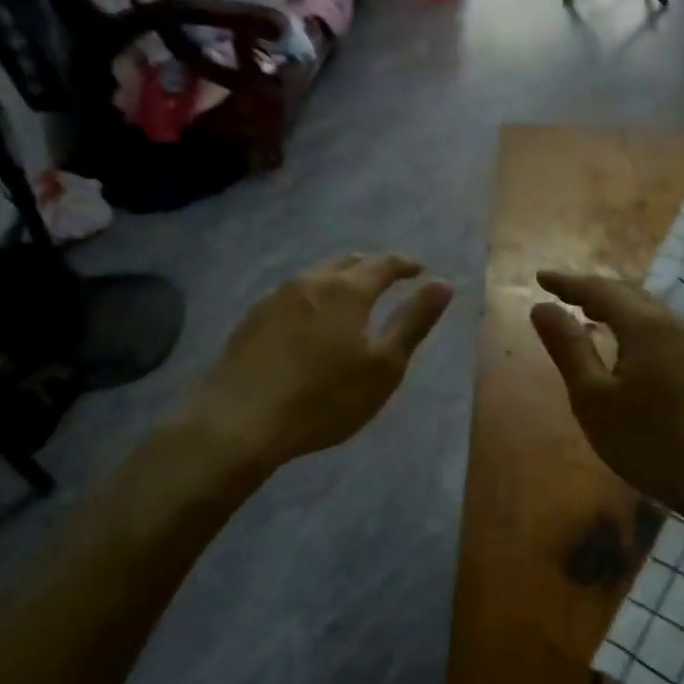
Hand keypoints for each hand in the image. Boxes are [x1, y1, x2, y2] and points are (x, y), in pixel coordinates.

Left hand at [195, 254, 452, 468]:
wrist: (241, 420)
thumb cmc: (324, 397)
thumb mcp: (383, 366)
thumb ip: (413, 321)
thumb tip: (443, 284)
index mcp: (346, 290)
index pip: (383, 264)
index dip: (405, 265)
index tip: (419, 270)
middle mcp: (309, 282)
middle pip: (346, 262)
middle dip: (371, 267)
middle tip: (387, 280)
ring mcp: (275, 298)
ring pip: (315, 276)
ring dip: (338, 280)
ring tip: (350, 299)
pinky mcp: (251, 319)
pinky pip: (291, 296)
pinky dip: (312, 298)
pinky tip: (309, 322)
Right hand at [530, 271, 683, 518]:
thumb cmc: (646, 440)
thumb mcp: (593, 398)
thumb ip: (568, 348)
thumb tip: (541, 307)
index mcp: (646, 326)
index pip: (599, 290)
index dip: (567, 283)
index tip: (539, 278)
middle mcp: (674, 324)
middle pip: (628, 293)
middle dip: (591, 290)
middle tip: (560, 293)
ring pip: (648, 310)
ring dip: (614, 306)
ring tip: (587, 313)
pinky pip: (661, 328)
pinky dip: (633, 324)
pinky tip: (624, 344)